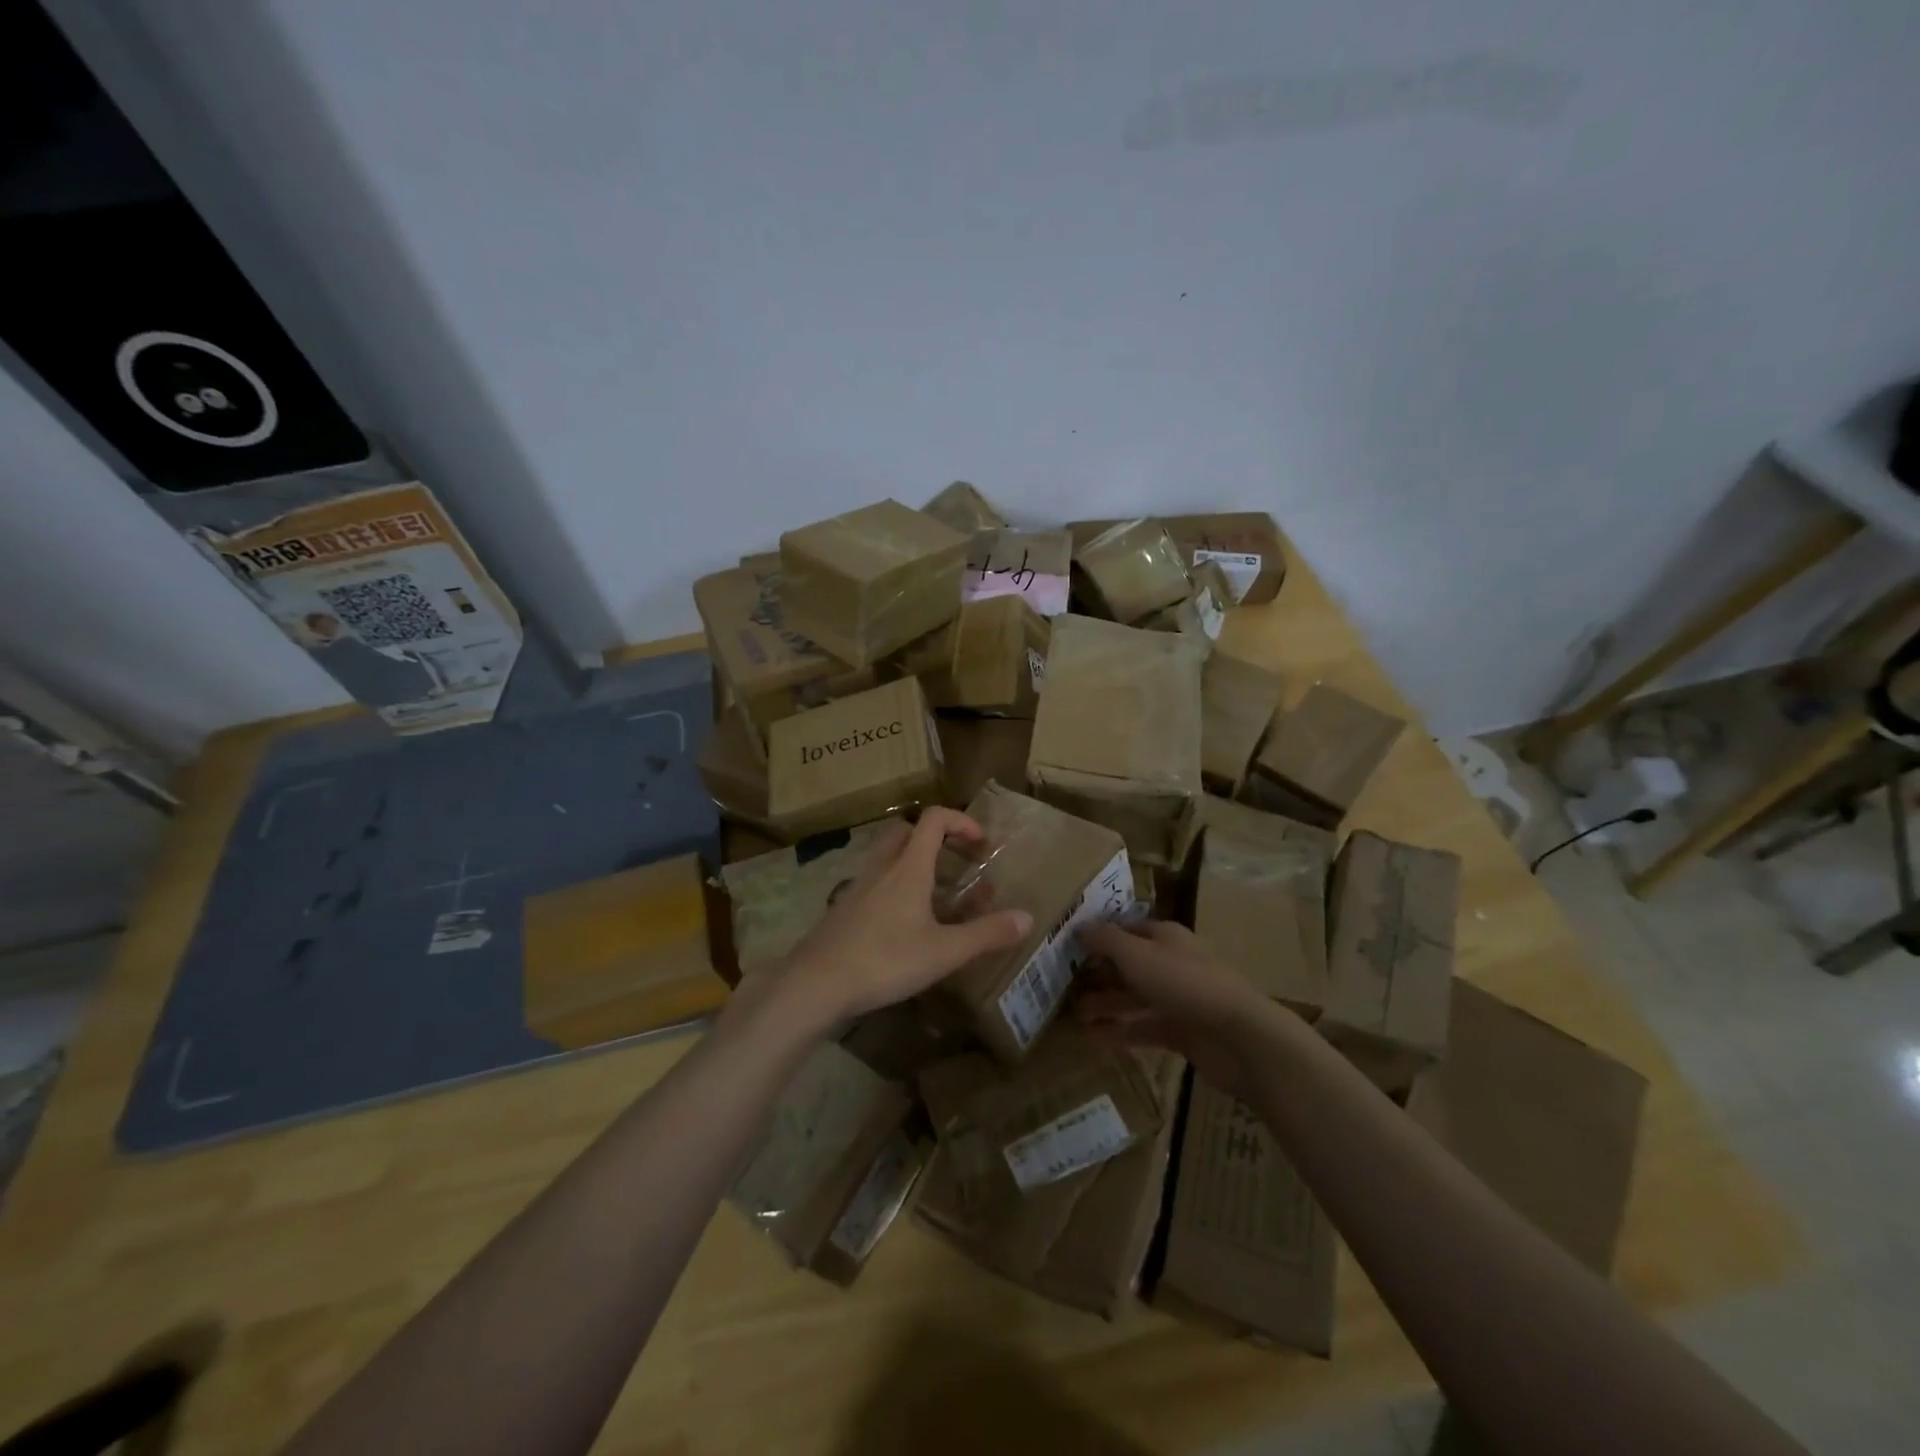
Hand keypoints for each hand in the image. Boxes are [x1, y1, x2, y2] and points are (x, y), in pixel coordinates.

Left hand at [772, 809, 1032, 1030]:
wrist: (815, 984)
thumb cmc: (885, 961)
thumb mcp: (944, 952)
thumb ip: (987, 934)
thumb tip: (1028, 918)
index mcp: (908, 868)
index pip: (934, 819)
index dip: (961, 821)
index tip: (980, 844)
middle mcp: (881, 868)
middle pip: (906, 831)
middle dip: (933, 837)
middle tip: (954, 862)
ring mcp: (857, 887)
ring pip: (886, 856)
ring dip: (911, 861)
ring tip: (932, 892)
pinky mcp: (842, 909)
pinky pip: (872, 882)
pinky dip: (891, 886)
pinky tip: (900, 922)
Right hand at [1074, 920, 1293, 1099]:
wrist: (1240, 1037)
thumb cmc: (1184, 983)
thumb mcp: (1136, 954)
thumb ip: (1105, 940)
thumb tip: (1079, 926)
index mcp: (1164, 937)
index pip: (1126, 929)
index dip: (1099, 935)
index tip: (1068, 945)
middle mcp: (1171, 963)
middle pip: (1128, 964)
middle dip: (1098, 973)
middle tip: (1063, 984)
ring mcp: (1178, 999)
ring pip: (1134, 998)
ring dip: (1104, 1004)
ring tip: (1072, 1014)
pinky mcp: (1182, 1032)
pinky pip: (1144, 1028)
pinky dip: (1120, 1031)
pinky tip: (1092, 1038)